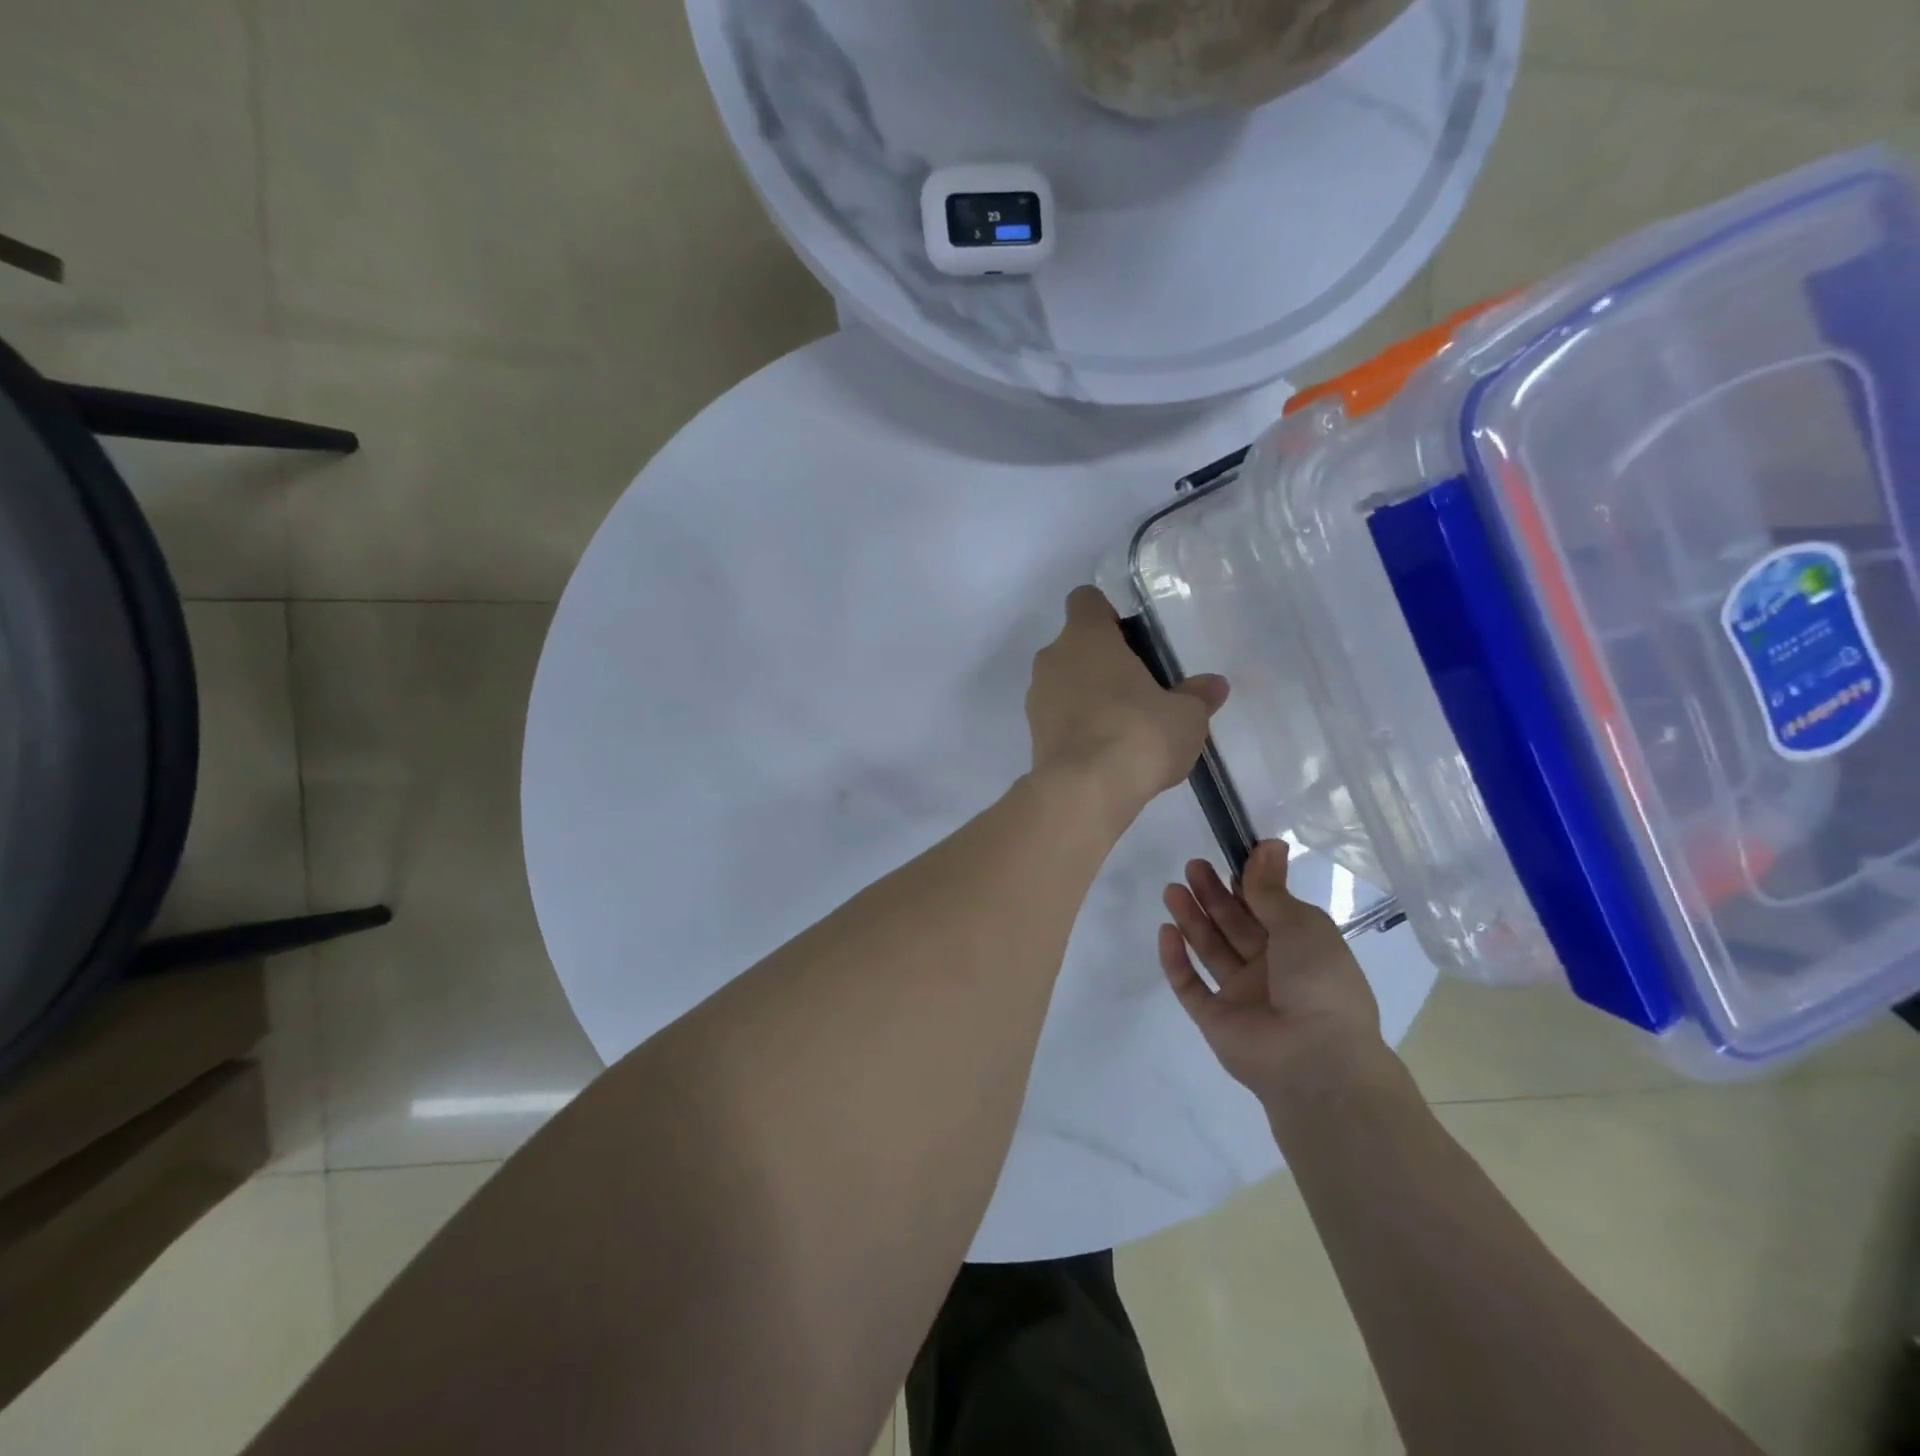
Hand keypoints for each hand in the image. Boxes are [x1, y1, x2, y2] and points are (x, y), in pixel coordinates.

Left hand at [1025, 586, 1227, 817]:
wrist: (1083, 791)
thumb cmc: (1138, 734)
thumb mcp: (1185, 716)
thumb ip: (1197, 696)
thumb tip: (1214, 685)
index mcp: (1085, 637)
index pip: (1085, 600)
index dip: (1108, 614)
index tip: (1134, 639)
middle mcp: (1052, 659)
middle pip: (1076, 645)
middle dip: (1104, 661)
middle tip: (1141, 687)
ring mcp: (1037, 698)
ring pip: (1064, 682)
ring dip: (1089, 694)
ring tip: (1126, 725)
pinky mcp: (1033, 734)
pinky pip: (1059, 716)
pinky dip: (1079, 725)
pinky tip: (1107, 750)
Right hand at [1158, 840, 1391, 1108]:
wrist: (1316, 1059)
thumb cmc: (1318, 982)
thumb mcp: (1301, 925)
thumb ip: (1271, 889)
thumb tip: (1269, 843)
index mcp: (1299, 948)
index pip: (1265, 908)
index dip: (1245, 883)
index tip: (1226, 856)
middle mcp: (1269, 969)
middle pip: (1233, 925)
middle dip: (1212, 895)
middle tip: (1192, 867)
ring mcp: (1240, 996)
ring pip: (1210, 950)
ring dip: (1192, 919)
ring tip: (1172, 889)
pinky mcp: (1214, 1019)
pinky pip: (1190, 985)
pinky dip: (1176, 960)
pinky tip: (1166, 932)